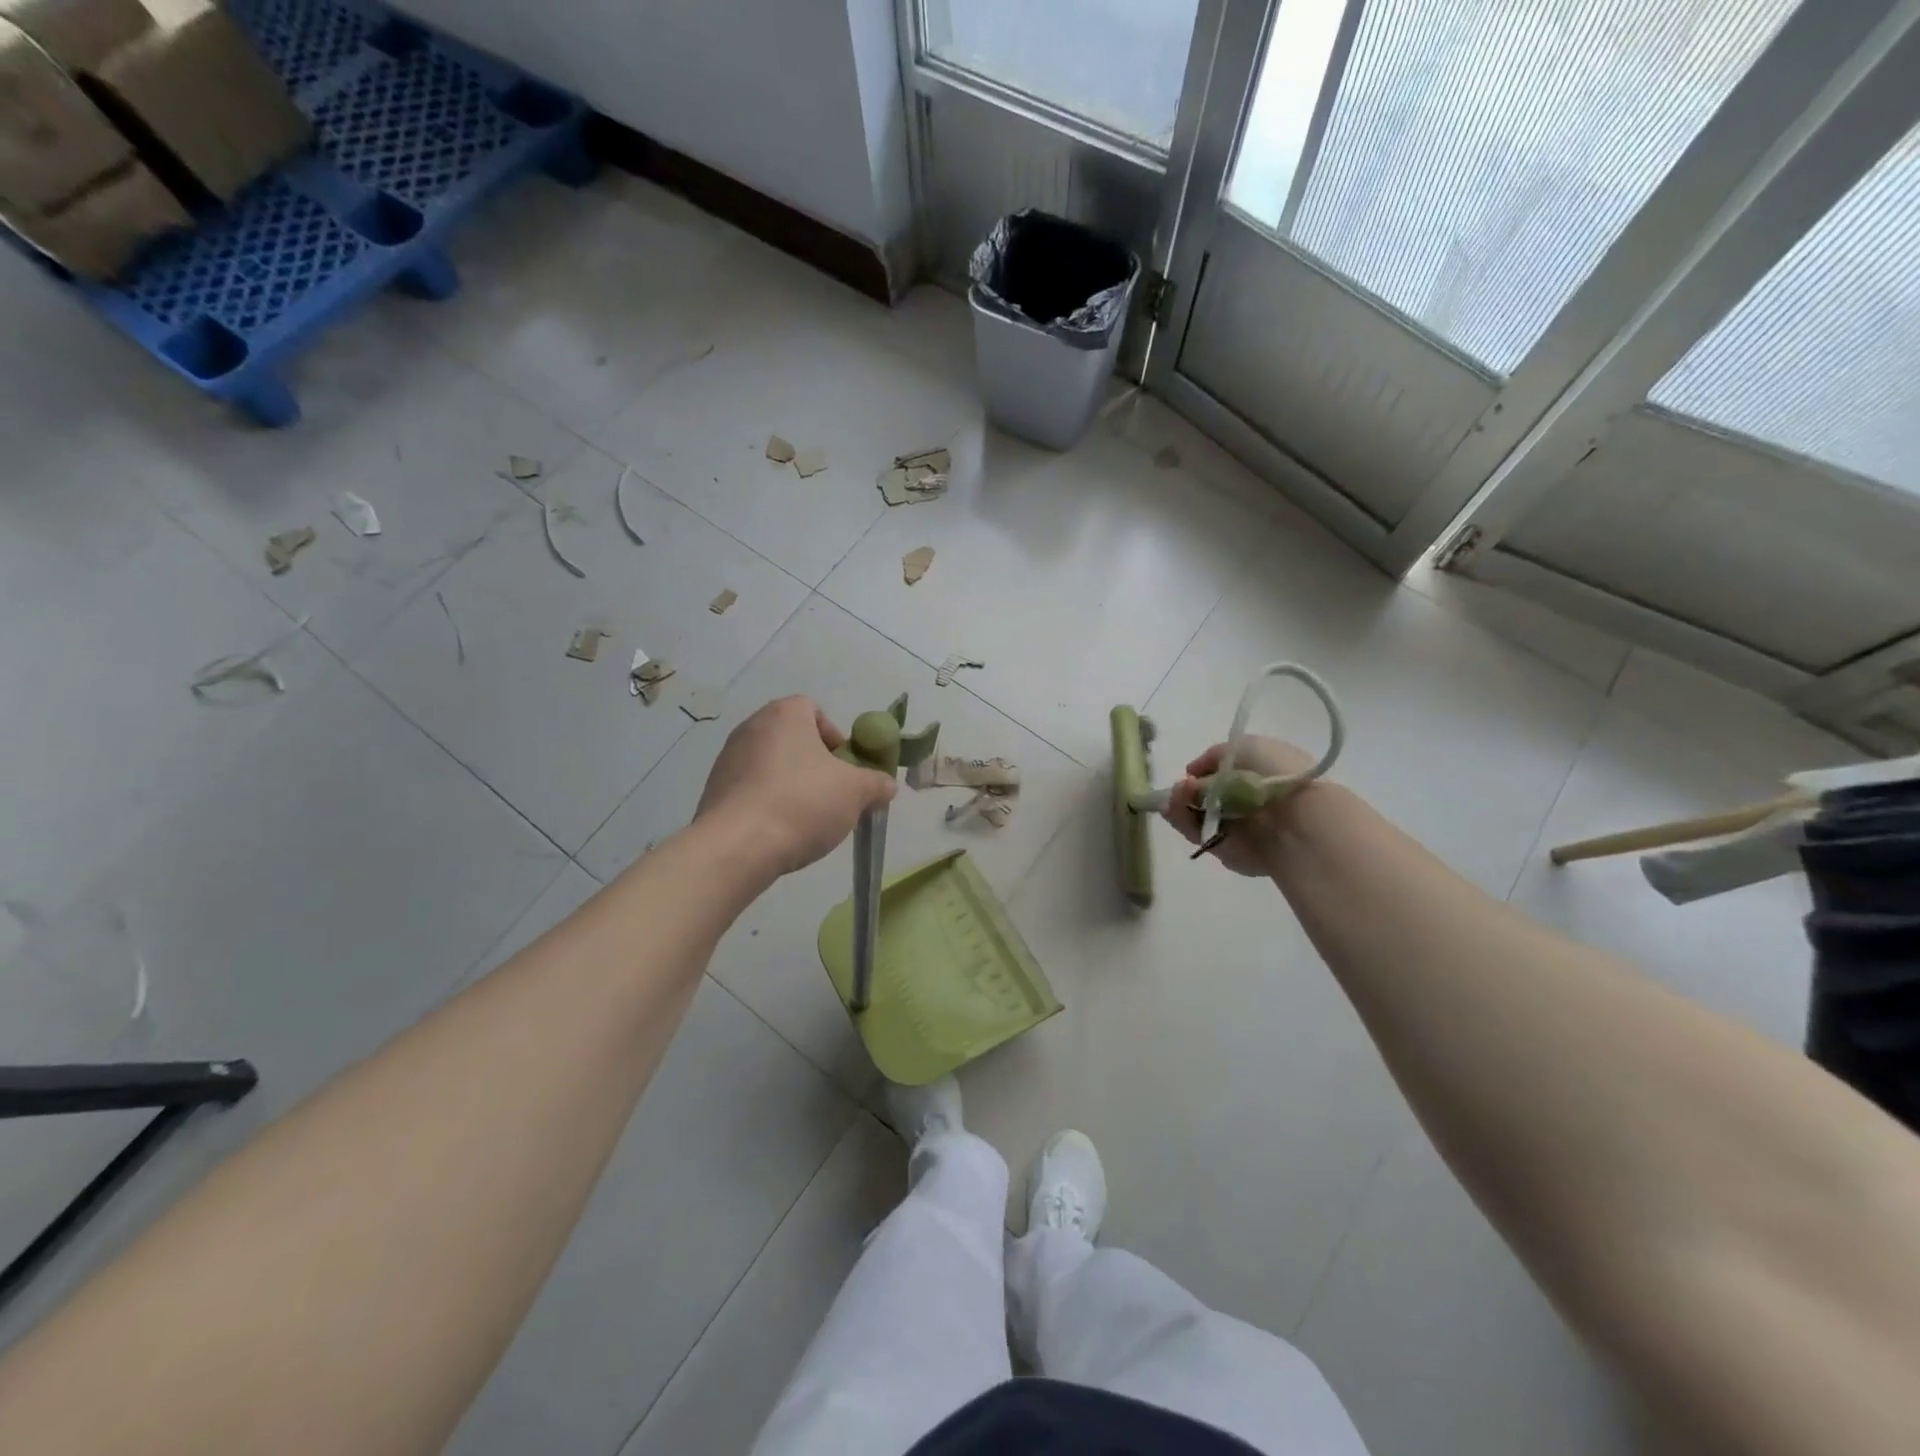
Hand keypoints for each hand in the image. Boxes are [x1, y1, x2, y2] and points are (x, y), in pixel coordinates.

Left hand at [696, 697, 897, 875]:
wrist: (738, 846)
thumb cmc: (803, 802)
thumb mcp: (856, 792)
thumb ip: (876, 783)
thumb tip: (886, 785)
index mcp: (784, 714)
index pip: (814, 710)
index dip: (835, 737)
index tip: (846, 768)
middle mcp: (751, 727)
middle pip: (793, 739)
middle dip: (816, 765)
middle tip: (833, 794)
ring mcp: (728, 759)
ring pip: (772, 766)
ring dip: (792, 785)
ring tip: (807, 819)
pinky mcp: (714, 791)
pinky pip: (751, 790)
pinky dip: (768, 804)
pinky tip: (780, 831)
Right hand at [1161, 736, 1318, 877]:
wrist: (1298, 818)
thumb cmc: (1277, 774)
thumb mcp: (1246, 746)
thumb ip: (1214, 756)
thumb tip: (1192, 772)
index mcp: (1255, 779)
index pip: (1217, 778)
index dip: (1200, 774)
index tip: (1192, 773)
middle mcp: (1243, 806)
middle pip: (1200, 799)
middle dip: (1184, 791)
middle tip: (1183, 787)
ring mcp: (1233, 831)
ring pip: (1192, 816)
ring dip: (1179, 803)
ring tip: (1181, 793)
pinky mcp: (1225, 852)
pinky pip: (1195, 834)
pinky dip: (1182, 820)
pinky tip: (1178, 807)